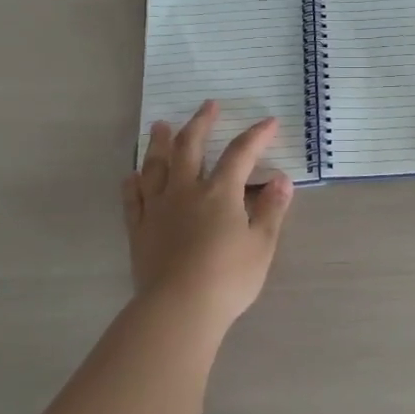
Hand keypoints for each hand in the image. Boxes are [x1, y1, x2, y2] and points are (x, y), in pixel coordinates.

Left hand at [122, 101, 295, 330]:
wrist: (178, 308)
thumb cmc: (228, 279)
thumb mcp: (261, 245)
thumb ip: (271, 210)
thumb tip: (282, 180)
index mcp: (219, 193)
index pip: (240, 154)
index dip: (256, 135)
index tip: (269, 122)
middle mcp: (186, 191)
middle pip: (190, 147)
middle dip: (201, 123)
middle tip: (208, 105)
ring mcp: (157, 208)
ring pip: (155, 165)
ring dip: (159, 142)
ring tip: (160, 125)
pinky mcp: (138, 229)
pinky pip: (132, 198)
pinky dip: (133, 182)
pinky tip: (133, 175)